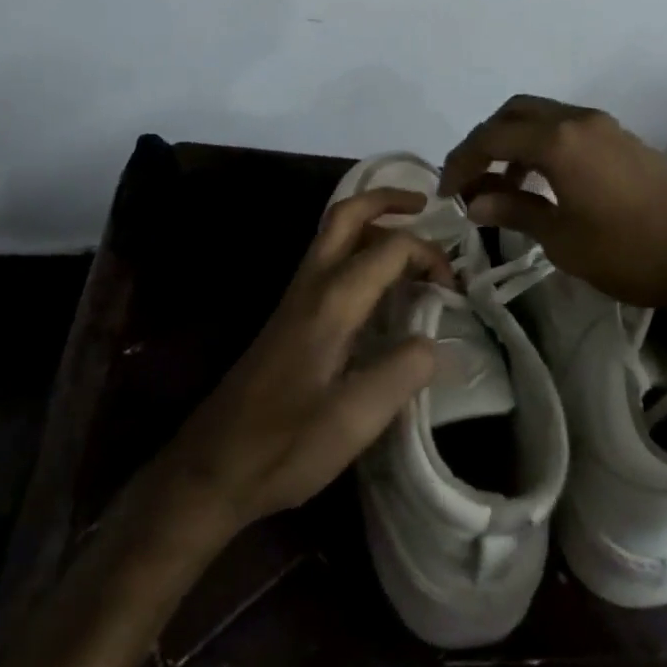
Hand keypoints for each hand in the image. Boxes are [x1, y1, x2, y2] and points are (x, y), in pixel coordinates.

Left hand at [156, 188, 448, 534]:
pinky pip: (328, 258)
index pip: (391, 247)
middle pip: (347, 214)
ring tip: (409, 237)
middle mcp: (312, 284)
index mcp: (332, 300)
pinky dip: (358, 248)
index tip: (455, 291)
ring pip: (333, 233)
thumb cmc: (283, 444)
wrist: (212, 467)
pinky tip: (377, 281)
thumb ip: (402, 373)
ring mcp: (296, 297)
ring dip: (372, 221)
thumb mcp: (353, 420)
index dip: (430, 256)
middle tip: (425, 204)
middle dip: (387, 199)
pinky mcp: (290, 316)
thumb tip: (439, 342)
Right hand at [441, 95, 666, 312]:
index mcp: (558, 140)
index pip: (491, 138)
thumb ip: (514, 211)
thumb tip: (474, 202)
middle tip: (471, 177)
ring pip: (543, 115)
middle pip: (515, 112)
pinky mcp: (623, 139)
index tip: (446, 191)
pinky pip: (569, 127)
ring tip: (503, 183)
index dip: (461, 161)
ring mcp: (605, 126)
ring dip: (515, 140)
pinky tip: (545, 181)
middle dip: (486, 140)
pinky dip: (544, 144)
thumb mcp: (562, 238)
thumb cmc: (628, 252)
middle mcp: (578, 119)